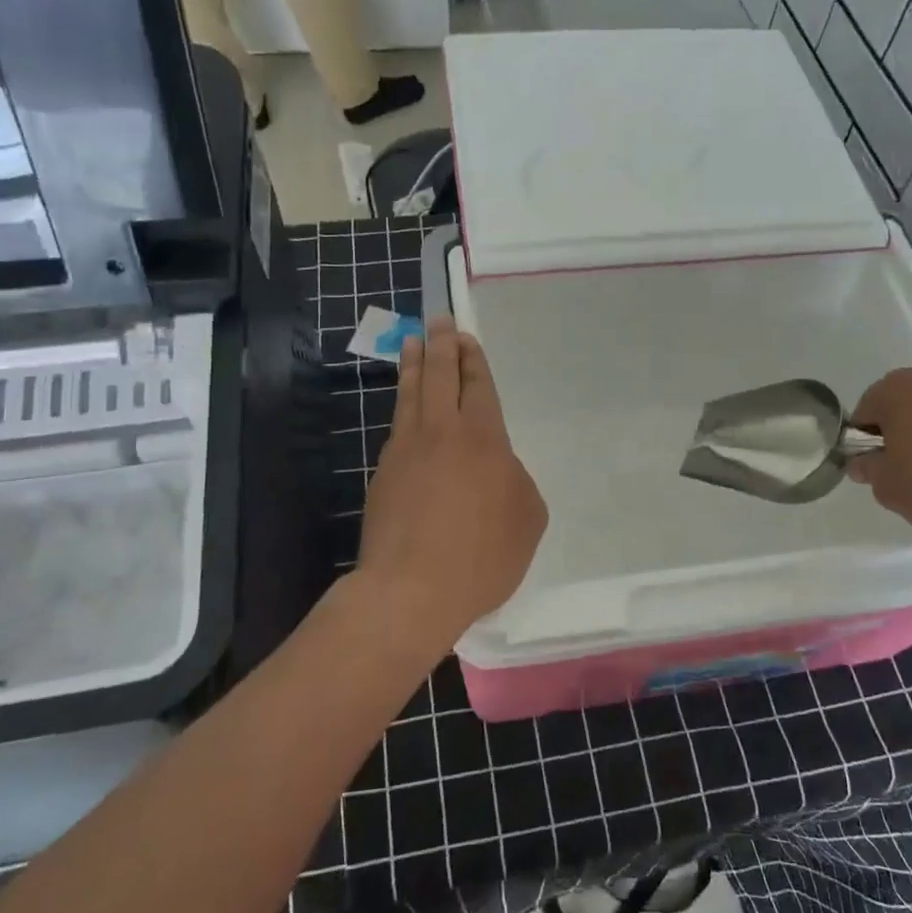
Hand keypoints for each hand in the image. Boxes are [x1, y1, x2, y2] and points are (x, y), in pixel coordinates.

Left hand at [354, 317, 547, 648]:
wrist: (411, 589)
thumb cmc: (482, 555)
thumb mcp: (527, 519)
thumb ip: (517, 482)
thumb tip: (498, 470)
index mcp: (484, 439)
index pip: (478, 387)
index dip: (473, 360)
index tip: (465, 338)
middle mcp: (443, 433)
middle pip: (441, 377)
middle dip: (442, 346)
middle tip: (439, 323)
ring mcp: (407, 450)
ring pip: (412, 394)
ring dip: (415, 365)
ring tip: (413, 343)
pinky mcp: (383, 473)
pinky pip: (397, 425)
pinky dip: (403, 404)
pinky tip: (406, 405)